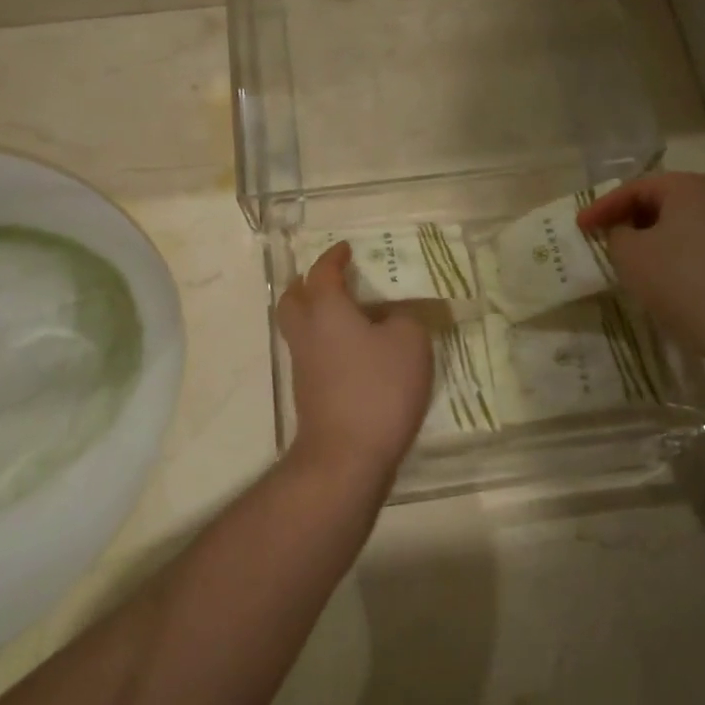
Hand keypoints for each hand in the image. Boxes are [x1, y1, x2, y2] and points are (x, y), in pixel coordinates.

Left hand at [276, 242, 432, 495]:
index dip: (334, 257)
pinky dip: (328, 342)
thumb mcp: (410, 342)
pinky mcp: (309, 392)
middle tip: (335, 281)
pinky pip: (313, 352)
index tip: (347, 249)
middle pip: (293, 298)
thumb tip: (394, 315)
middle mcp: (306, 332)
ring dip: (317, 314)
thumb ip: (405, 317)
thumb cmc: (378, 388)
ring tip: (351, 314)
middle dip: (309, 284)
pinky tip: (358, 351)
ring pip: (300, 327)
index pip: (322, 272)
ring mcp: (303, 365)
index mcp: (325, 309)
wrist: (347, 455)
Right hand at [576, 173, 704, 367]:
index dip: (602, 207)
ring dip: (650, 238)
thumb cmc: (679, 280)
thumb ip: (616, 234)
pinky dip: (673, 254)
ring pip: (680, 225)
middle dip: (628, 219)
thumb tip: (625, 233)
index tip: (580, 227)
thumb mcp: (629, 254)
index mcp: (690, 186)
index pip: (636, 188)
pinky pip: (697, 245)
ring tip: (627, 259)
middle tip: (603, 238)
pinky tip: (659, 276)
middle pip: (661, 202)